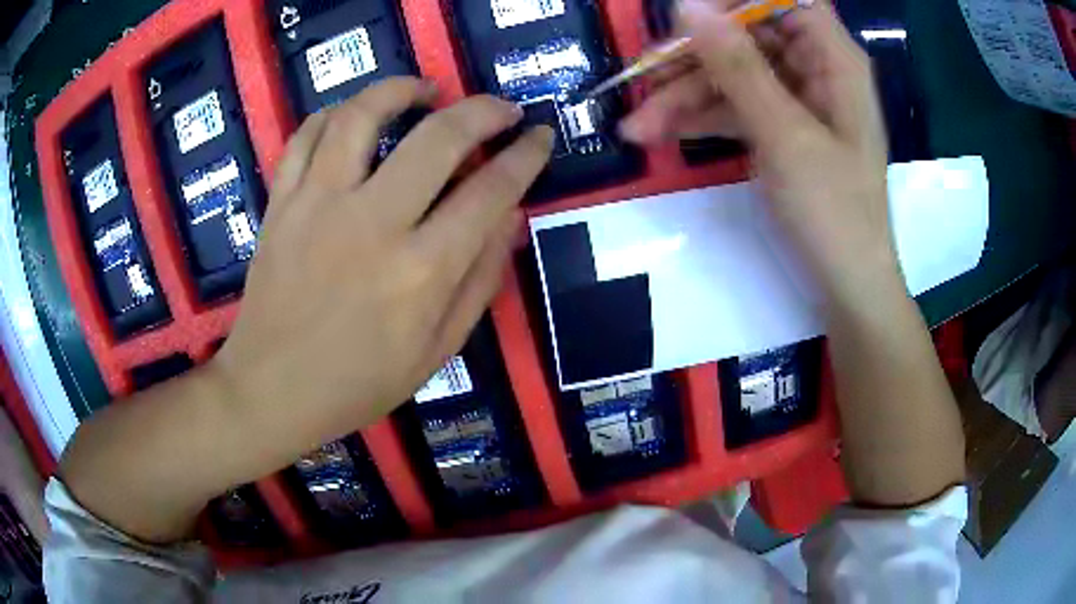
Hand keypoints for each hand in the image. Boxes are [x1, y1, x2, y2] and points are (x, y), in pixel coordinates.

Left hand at [213, 78, 553, 444]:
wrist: (271, 390)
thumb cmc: (358, 383)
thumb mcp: (438, 351)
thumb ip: (481, 281)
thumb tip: (511, 217)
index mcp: (420, 273)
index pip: (490, 192)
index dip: (524, 157)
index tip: (539, 137)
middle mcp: (371, 225)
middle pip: (438, 138)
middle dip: (483, 111)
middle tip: (501, 108)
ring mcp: (317, 206)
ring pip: (362, 116)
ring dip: (402, 89)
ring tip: (426, 91)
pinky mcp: (281, 203)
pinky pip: (306, 136)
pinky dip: (335, 113)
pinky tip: (356, 116)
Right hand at [622, 0, 896, 298]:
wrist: (847, 286)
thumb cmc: (833, 211)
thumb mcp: (784, 135)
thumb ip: (738, 66)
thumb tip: (688, 6)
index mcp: (832, 58)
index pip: (781, 1)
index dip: (734, 2)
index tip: (685, 17)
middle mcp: (815, 68)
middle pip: (746, 36)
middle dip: (693, 57)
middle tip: (641, 78)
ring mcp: (796, 99)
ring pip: (732, 74)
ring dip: (684, 96)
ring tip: (637, 127)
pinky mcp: (780, 128)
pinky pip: (734, 107)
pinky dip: (700, 119)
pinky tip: (659, 134)